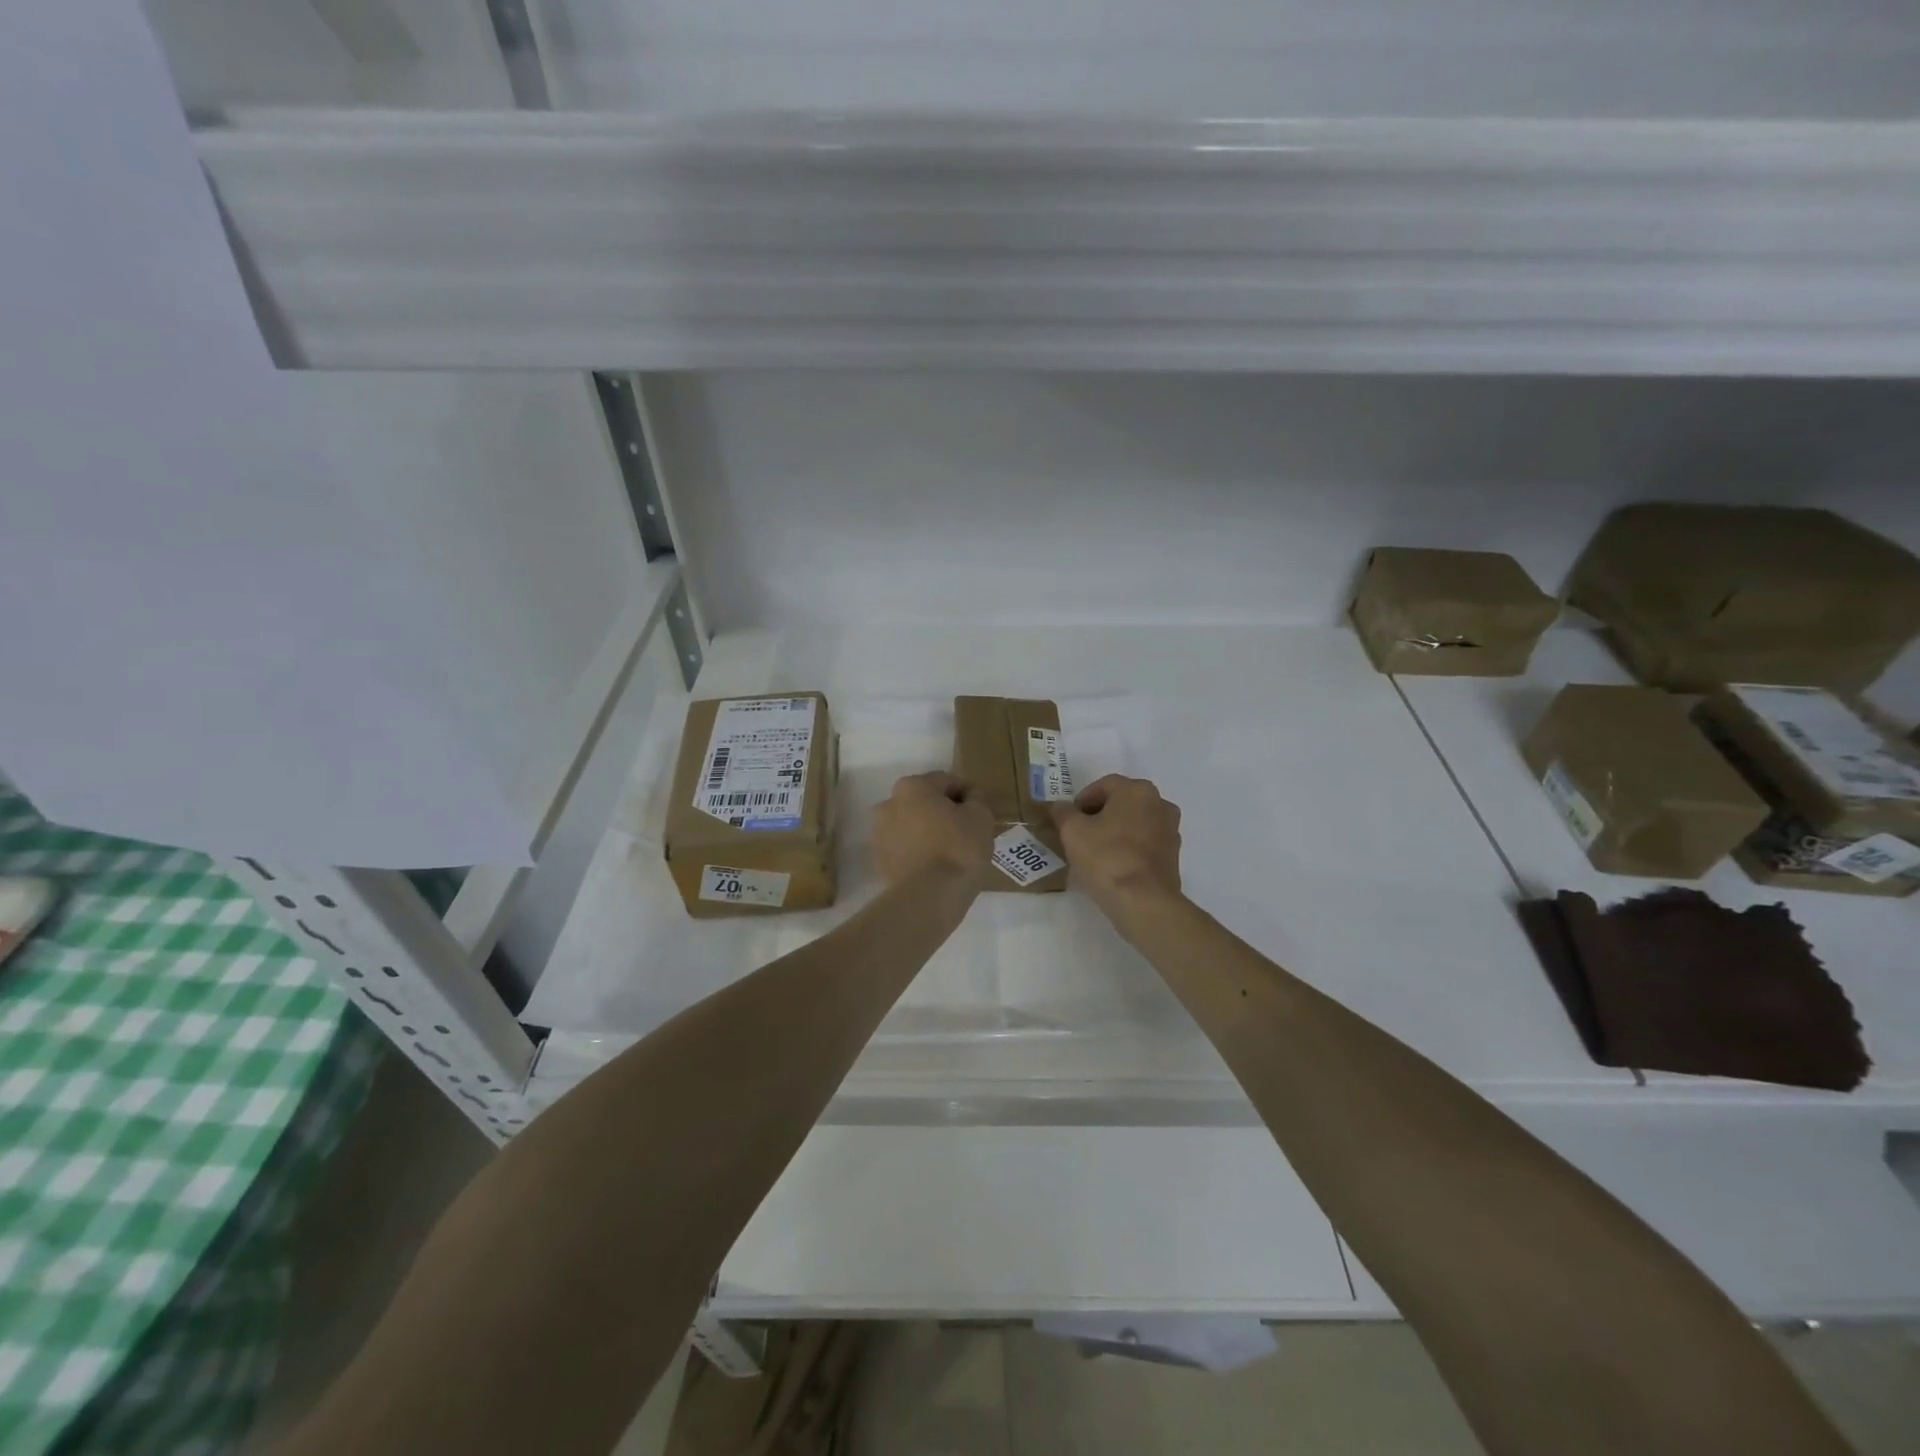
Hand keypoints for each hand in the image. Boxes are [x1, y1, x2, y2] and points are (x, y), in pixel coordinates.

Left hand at [872, 772, 995, 888]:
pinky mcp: (879, 860)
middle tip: (967, 831)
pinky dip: (918, 851)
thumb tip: (969, 799)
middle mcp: (889, 804)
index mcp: (912, 786)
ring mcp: (879, 833)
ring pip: (912, 825)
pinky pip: (905, 847)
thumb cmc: (958, 848)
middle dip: (944, 812)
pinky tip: (936, 866)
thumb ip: (976, 799)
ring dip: (929, 831)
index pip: (947, 781)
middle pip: (925, 802)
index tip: (981, 812)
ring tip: (950, 851)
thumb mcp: (981, 816)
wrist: (929, 897)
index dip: (968, 794)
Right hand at [1049, 774, 1182, 920]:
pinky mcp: (1174, 856)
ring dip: (1116, 832)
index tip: (1069, 820)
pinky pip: (1145, 844)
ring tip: (1095, 852)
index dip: (1082, 800)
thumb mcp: (1072, 831)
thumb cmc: (1106, 857)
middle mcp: (1160, 804)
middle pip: (1122, 803)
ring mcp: (1171, 831)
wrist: (1143, 901)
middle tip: (1079, 834)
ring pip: (1135, 823)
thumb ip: (1063, 813)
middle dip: (1100, 815)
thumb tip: (1061, 807)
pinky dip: (1129, 849)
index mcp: (1137, 790)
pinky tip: (1113, 866)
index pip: (1104, 785)